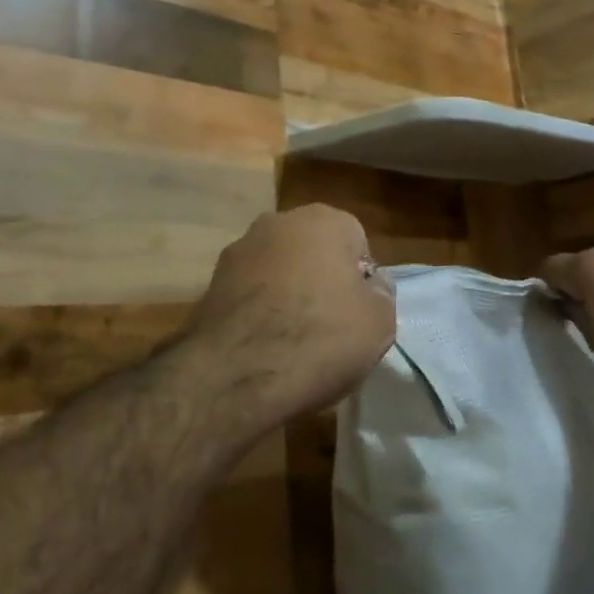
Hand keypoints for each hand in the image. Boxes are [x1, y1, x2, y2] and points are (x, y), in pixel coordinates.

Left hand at [181, 204, 395, 425]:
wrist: (236, 374)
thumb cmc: (320, 338)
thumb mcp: (379, 322)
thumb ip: (381, 294)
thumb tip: (371, 285)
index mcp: (324, 219)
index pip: (356, 242)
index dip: (361, 280)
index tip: (359, 313)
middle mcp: (279, 222)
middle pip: (314, 251)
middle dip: (322, 280)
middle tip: (330, 326)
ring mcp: (240, 249)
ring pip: (279, 270)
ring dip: (287, 294)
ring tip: (293, 341)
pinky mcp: (212, 281)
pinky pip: (251, 293)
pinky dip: (259, 311)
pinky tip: (264, 346)